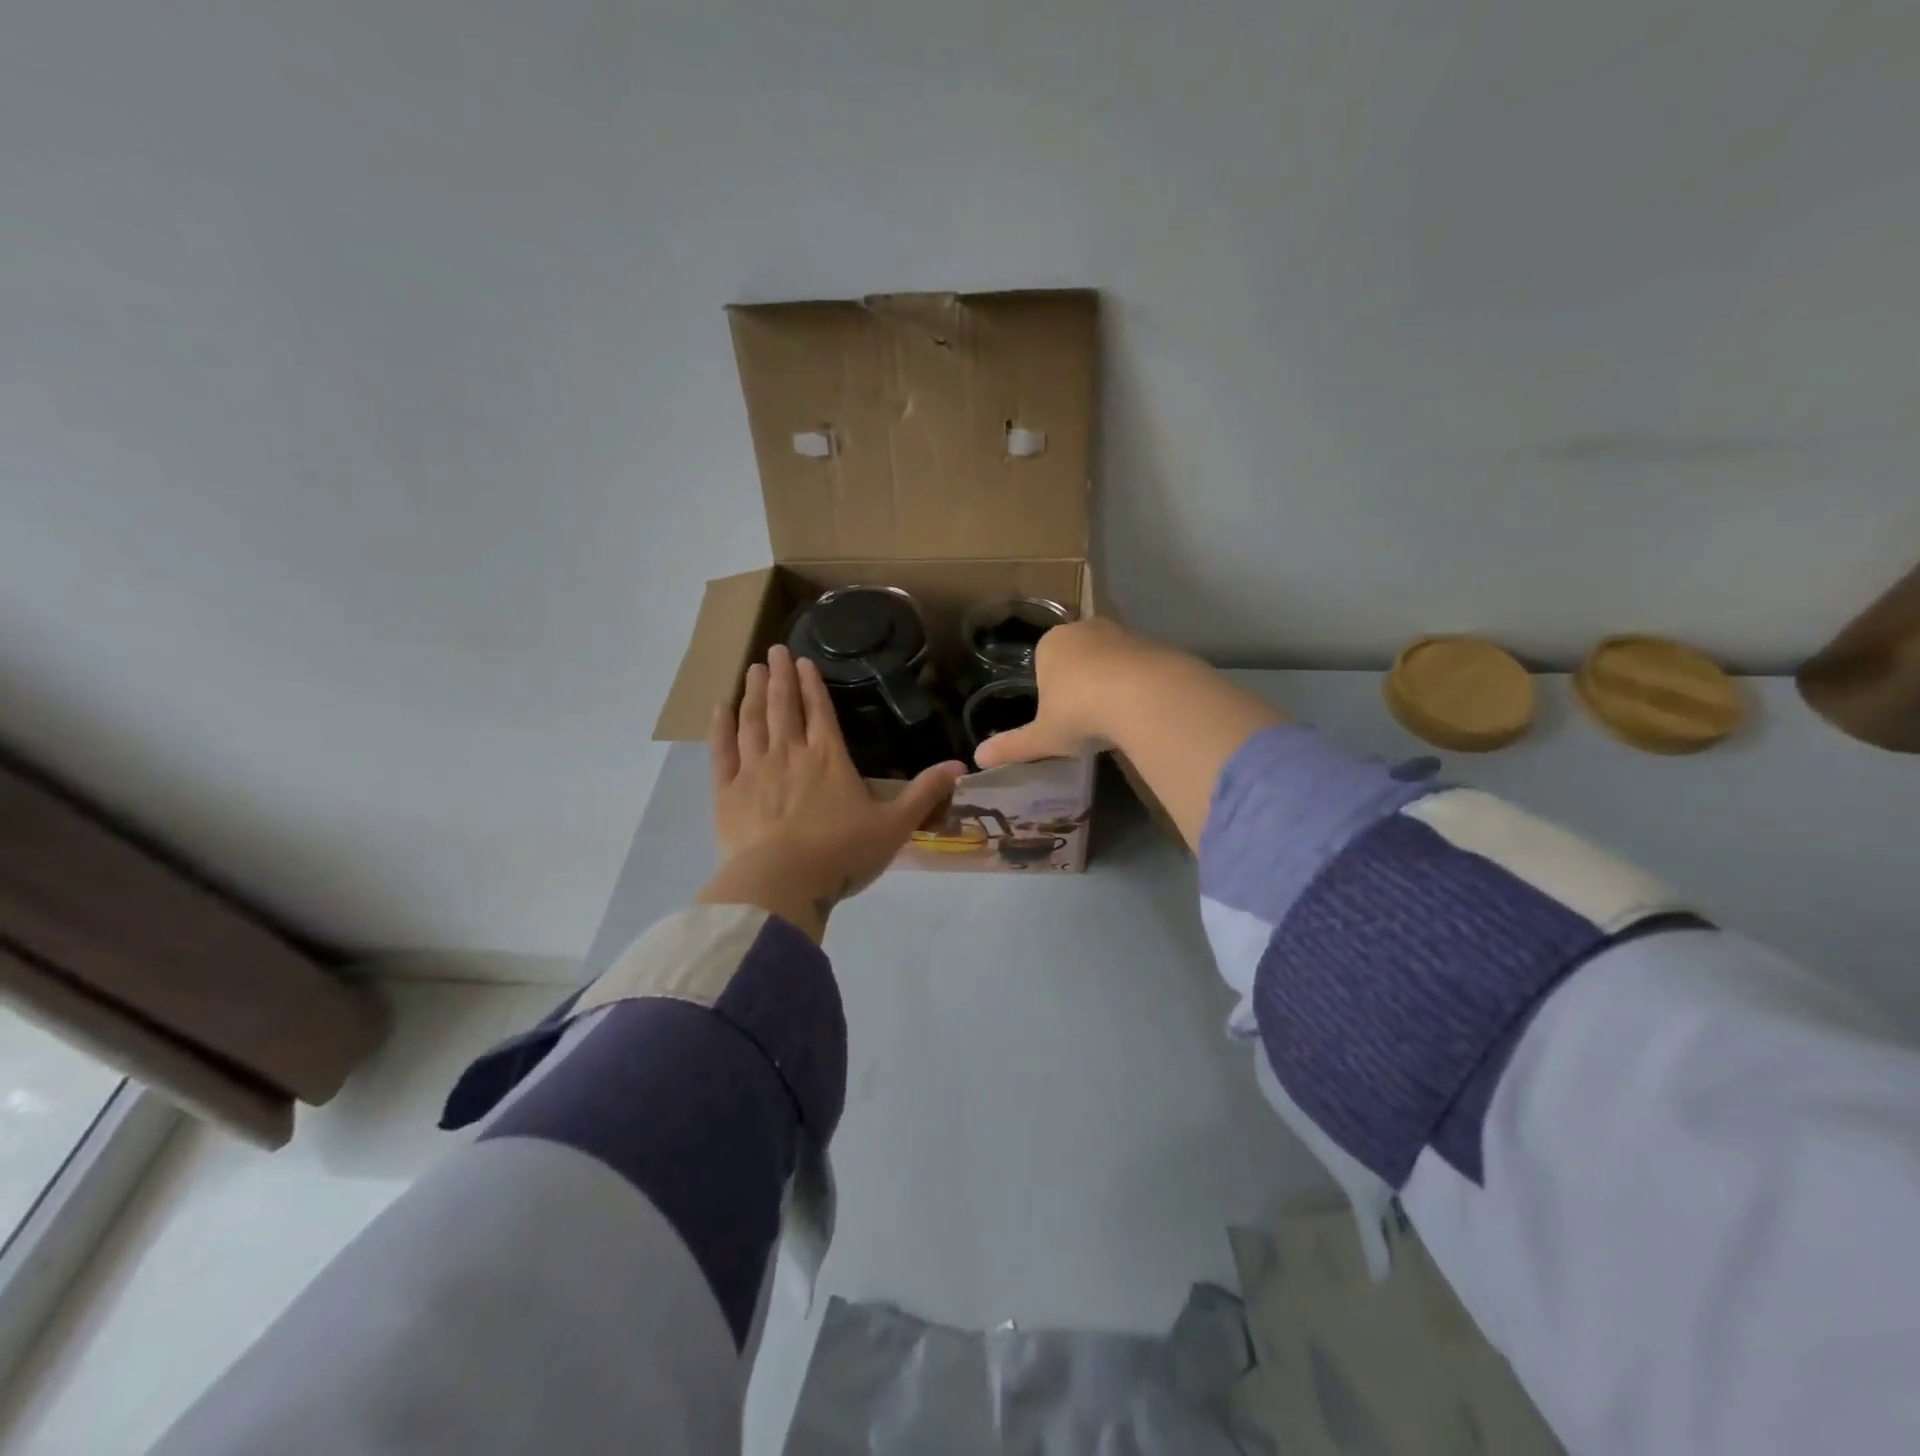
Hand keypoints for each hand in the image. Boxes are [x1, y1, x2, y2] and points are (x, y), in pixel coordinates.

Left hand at [696, 645, 965, 940]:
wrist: (781, 884)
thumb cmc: (841, 853)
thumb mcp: (894, 826)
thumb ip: (925, 794)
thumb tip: (961, 766)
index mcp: (828, 758)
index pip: (820, 710)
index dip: (812, 684)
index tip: (803, 660)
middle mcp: (789, 753)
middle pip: (784, 706)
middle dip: (781, 676)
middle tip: (775, 649)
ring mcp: (754, 770)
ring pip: (753, 721)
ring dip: (754, 693)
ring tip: (753, 669)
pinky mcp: (726, 791)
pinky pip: (722, 750)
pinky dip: (720, 727)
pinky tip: (719, 708)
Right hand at [972, 619, 1173, 767]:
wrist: (1144, 696)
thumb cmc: (1079, 713)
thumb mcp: (1043, 737)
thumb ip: (1012, 746)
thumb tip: (978, 758)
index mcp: (1050, 644)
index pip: (1043, 663)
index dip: (1050, 691)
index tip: (1061, 717)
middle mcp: (1085, 629)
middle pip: (1078, 657)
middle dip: (1082, 683)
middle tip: (1088, 719)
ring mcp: (1123, 633)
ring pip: (1111, 659)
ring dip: (1112, 683)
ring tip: (1116, 719)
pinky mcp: (1156, 644)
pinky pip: (1141, 666)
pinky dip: (1140, 685)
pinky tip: (1142, 711)